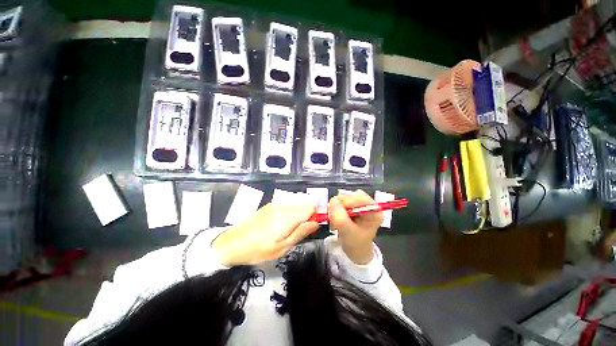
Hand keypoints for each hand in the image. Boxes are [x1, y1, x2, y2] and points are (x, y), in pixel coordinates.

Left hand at [212, 203, 318, 265]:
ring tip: (287, 231)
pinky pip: (286, 207)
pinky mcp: (269, 206)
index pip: (311, 206)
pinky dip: (288, 214)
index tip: (311, 227)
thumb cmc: (259, 249)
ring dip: (297, 216)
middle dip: (306, 216)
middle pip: (304, 205)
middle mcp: (283, 205)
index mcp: (288, 215)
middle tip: (298, 233)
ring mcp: (275, 204)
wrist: (232, 243)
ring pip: (295, 206)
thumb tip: (316, 222)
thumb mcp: (283, 247)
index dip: (315, 215)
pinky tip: (278, 226)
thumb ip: (301, 232)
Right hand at [328, 190, 381, 264]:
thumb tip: (333, 200)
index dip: (348, 202)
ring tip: (335, 218)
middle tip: (334, 216)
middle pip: (352, 195)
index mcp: (374, 211)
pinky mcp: (352, 205)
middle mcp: (368, 204)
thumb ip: (340, 217)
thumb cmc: (356, 244)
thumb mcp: (348, 232)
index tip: (337, 210)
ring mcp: (360, 204)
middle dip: (341, 205)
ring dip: (337, 206)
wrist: (355, 251)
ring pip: (345, 197)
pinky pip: (341, 201)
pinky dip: (336, 207)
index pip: (361, 198)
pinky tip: (336, 216)